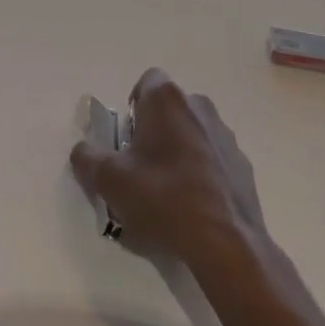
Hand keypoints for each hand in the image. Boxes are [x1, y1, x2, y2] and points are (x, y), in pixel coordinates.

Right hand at [70, 68, 265, 275]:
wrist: (226, 243)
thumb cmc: (163, 198)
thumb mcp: (109, 180)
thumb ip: (87, 158)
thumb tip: (82, 150)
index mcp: (167, 99)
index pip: (146, 82)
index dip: (133, 107)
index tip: (126, 139)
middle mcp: (199, 106)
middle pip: (168, 108)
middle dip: (153, 130)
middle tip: (139, 166)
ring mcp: (225, 135)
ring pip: (191, 132)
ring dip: (177, 150)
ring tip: (166, 191)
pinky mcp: (242, 164)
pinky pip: (212, 157)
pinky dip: (200, 171)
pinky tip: (192, 205)